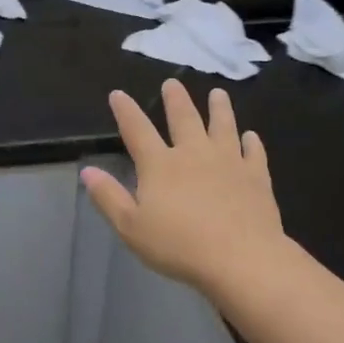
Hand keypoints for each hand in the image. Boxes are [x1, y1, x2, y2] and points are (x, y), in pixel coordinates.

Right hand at [82, 79, 285, 295]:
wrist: (241, 258)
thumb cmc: (178, 245)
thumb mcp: (131, 226)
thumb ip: (108, 197)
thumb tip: (87, 171)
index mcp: (160, 165)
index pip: (137, 130)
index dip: (126, 111)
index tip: (118, 94)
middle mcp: (194, 154)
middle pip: (184, 119)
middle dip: (175, 100)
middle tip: (173, 83)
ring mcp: (229, 162)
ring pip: (223, 126)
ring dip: (219, 108)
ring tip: (218, 94)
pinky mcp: (256, 177)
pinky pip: (253, 153)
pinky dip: (251, 142)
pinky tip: (251, 136)